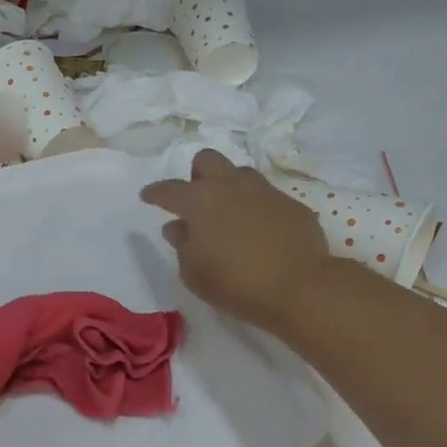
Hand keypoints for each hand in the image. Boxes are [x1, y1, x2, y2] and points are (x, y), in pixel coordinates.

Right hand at [140, 150, 331, 331]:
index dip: (155, 193)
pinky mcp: (292, 205)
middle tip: (197, 201)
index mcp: (200, 200)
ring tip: (229, 214)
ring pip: (240, 173)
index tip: (147, 197)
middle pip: (207, 160)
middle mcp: (231, 186)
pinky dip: (257, 208)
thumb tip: (177, 227)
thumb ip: (181, 244)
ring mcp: (265, 191)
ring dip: (229, 187)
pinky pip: (267, 197)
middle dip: (197, 174)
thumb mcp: (193, 272)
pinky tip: (260, 232)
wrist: (299, 287)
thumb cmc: (234, 282)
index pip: (169, 189)